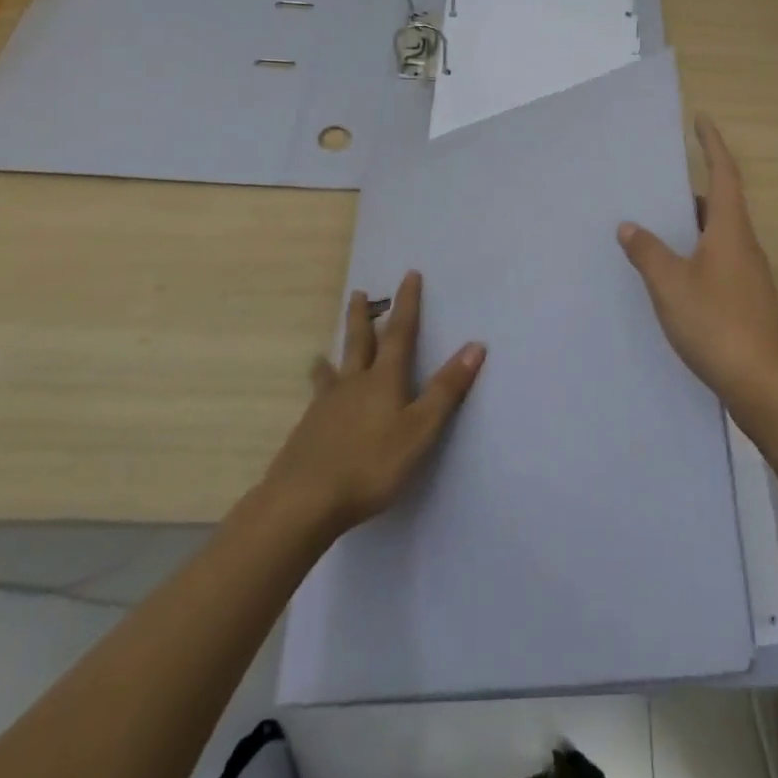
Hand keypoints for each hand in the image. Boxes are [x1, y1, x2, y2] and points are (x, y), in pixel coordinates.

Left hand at [264, 271, 484, 536]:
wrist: (302, 502)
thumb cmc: (370, 465)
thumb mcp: (420, 429)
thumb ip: (446, 390)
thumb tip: (476, 345)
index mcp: (383, 380)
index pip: (399, 333)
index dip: (407, 304)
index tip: (409, 275)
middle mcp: (352, 385)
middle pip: (358, 343)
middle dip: (362, 317)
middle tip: (358, 293)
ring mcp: (324, 408)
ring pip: (331, 372)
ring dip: (333, 356)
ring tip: (322, 352)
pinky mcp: (306, 433)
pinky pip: (316, 401)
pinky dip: (318, 393)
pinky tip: (313, 405)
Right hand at [618, 115, 777, 414]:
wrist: (762, 384)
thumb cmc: (716, 324)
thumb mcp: (670, 285)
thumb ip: (648, 252)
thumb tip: (630, 227)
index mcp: (731, 230)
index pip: (724, 173)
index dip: (713, 144)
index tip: (701, 120)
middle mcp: (744, 245)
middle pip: (722, 204)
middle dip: (694, 189)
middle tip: (659, 184)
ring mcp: (748, 275)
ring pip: (719, 235)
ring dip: (693, 225)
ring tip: (657, 226)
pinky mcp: (746, 300)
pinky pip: (718, 260)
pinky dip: (696, 253)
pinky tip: (672, 274)